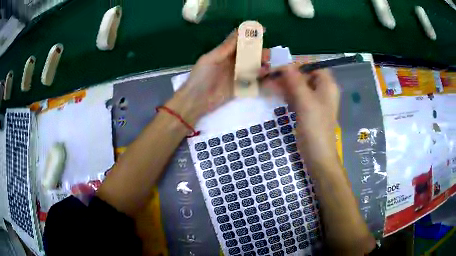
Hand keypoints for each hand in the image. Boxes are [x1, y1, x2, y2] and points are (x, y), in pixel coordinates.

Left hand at [168, 30, 269, 124]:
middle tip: (265, 53)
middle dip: (259, 51)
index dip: (250, 35)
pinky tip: (264, 74)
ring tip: (266, 64)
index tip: (263, 30)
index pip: (239, 41)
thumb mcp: (211, 59)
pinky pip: (252, 79)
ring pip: (253, 65)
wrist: (196, 100)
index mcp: (224, 53)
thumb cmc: (201, 77)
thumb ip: (225, 48)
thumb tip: (239, 31)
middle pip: (249, 53)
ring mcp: (237, 74)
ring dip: (261, 63)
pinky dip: (259, 76)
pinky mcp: (240, 86)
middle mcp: (232, 62)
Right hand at [262, 65, 339, 170]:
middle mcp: (322, 90)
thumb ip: (296, 81)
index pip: (312, 66)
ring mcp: (314, 101)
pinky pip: (296, 97)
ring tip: (266, 83)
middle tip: (267, 74)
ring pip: (298, 86)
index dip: (296, 64)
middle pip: (303, 75)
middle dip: (286, 74)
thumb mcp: (306, 102)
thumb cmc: (315, 128)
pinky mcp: (307, 110)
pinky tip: (274, 93)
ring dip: (283, 84)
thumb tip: (285, 64)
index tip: (279, 66)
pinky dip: (286, 94)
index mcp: (327, 85)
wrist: (318, 155)